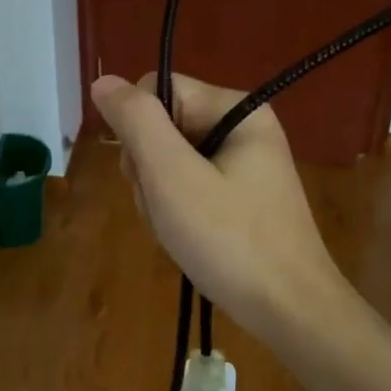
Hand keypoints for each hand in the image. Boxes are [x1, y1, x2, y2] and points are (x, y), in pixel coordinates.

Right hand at [91, 72, 349, 342]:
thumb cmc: (229, 239)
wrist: (288, 309)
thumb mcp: (172, 175)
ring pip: (167, 161)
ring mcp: (243, 165)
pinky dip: (175, 212)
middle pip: (161, 128)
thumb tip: (103, 81)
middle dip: (148, 171)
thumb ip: (136, 122)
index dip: (138, 130)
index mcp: (236, 110)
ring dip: (158, 197)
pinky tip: (186, 237)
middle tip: (166, 209)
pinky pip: (187, 187)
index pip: (157, 90)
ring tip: (177, 229)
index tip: (151, 174)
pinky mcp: (240, 196)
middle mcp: (242, 128)